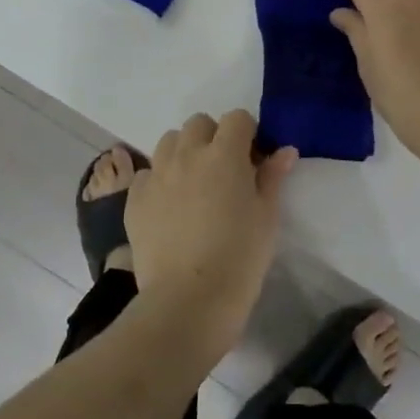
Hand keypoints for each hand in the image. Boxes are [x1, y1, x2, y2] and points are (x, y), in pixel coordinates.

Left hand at [123, 111, 294, 352]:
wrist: (188, 300)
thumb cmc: (239, 258)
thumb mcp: (267, 217)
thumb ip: (273, 177)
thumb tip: (284, 151)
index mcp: (224, 154)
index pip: (237, 118)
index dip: (247, 133)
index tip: (253, 158)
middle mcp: (187, 154)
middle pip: (199, 123)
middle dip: (213, 137)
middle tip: (223, 170)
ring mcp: (157, 174)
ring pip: (169, 142)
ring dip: (184, 152)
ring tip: (194, 184)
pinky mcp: (134, 198)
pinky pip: (147, 173)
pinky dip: (159, 180)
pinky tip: (169, 207)